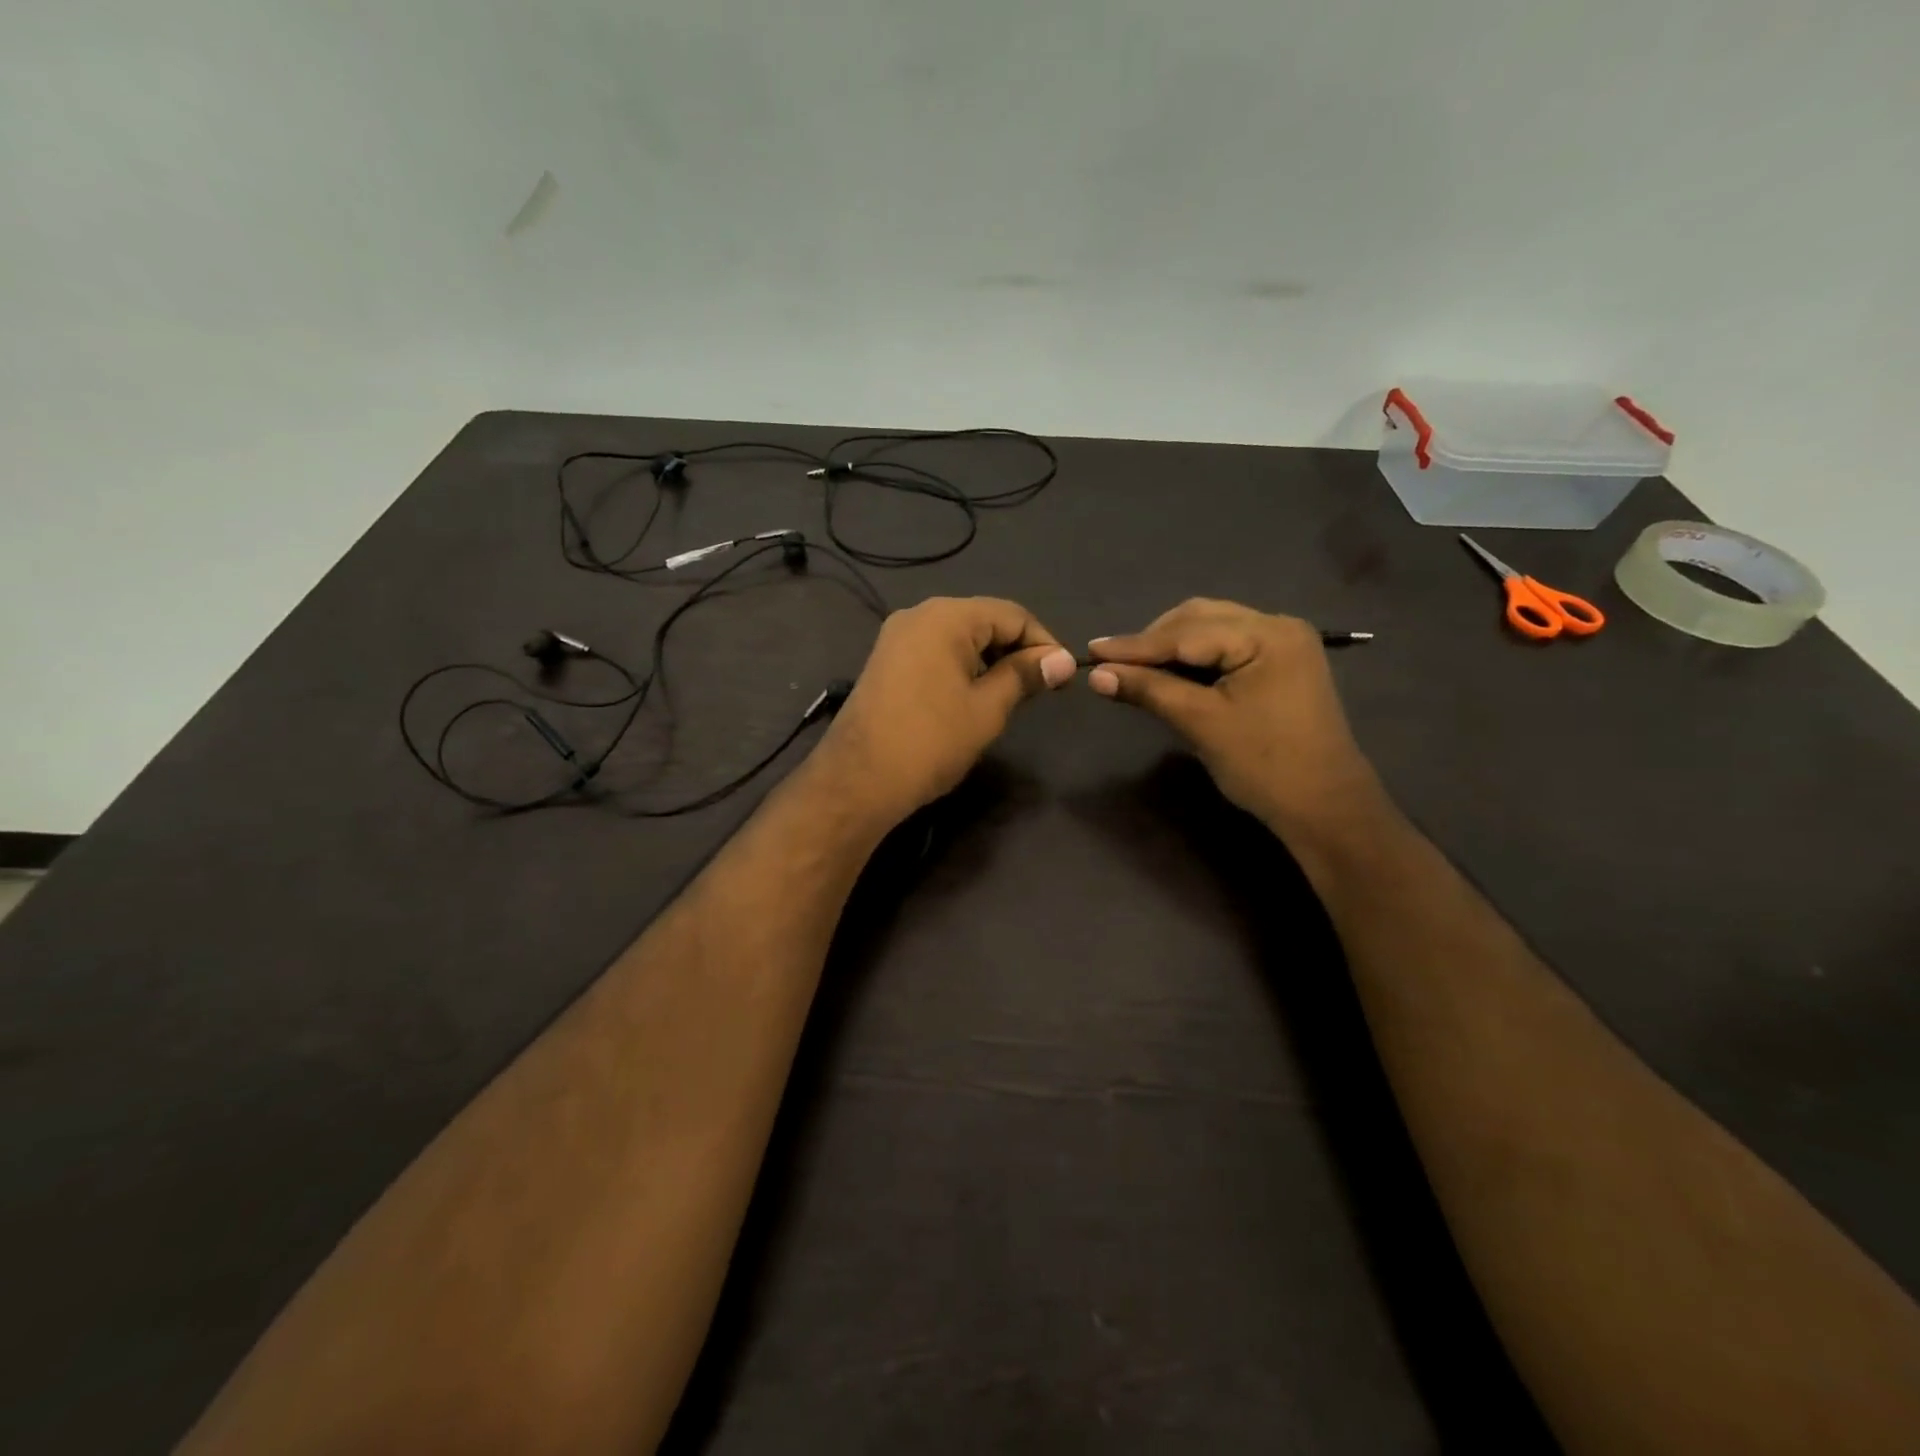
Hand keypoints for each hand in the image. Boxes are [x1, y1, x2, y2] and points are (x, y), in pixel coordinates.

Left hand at [816, 596, 1076, 826]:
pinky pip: (935, 652)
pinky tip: (972, 697)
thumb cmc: (931, 740)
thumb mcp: (987, 708)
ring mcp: (896, 638)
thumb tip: (1061, 660)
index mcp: (946, 617)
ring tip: (1010, 696)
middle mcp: (918, 615)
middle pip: (983, 620)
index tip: (1062, 677)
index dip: (1043, 642)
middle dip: (1016, 650)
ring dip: (990, 660)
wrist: (859, 780)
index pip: (1012, 614)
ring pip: (959, 638)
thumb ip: (1024, 676)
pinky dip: (961, 668)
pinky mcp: (885, 662)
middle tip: (1040, 689)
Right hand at [1085, 599, 1382, 839]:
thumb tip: (1095, 674)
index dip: (1134, 645)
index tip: (1090, 650)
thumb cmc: (1264, 765)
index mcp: (1267, 635)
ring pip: (1212, 629)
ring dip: (1172, 646)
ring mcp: (1284, 643)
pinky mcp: (1281, 663)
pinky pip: (1227, 646)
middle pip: (1200, 618)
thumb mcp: (1200, 723)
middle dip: (1154, 640)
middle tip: (1112, 663)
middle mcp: (1278, 626)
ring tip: (1135, 667)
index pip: (1186, 632)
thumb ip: (1148, 690)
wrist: (1324, 808)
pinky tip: (1170, 672)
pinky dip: (1195, 657)